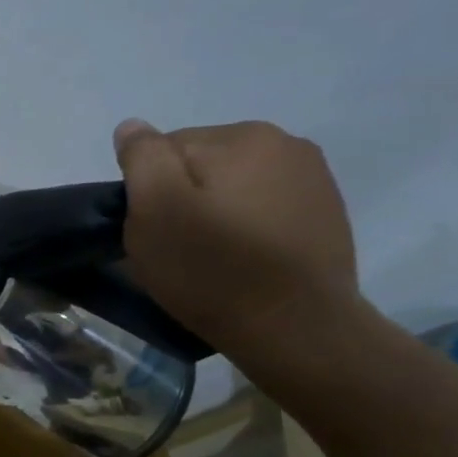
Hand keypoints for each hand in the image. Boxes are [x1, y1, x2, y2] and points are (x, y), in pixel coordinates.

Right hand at [112, 119, 364, 361]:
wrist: (296, 329)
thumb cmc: (213, 268)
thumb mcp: (156, 209)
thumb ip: (142, 158)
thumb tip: (133, 127)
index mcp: (242, 136)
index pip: (165, 149)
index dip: (148, 191)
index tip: (154, 229)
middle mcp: (285, 143)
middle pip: (200, 164)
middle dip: (182, 198)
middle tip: (179, 247)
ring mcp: (312, 179)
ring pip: (231, 186)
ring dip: (214, 212)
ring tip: (212, 256)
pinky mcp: (324, 213)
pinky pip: (261, 207)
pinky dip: (245, 227)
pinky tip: (244, 259)